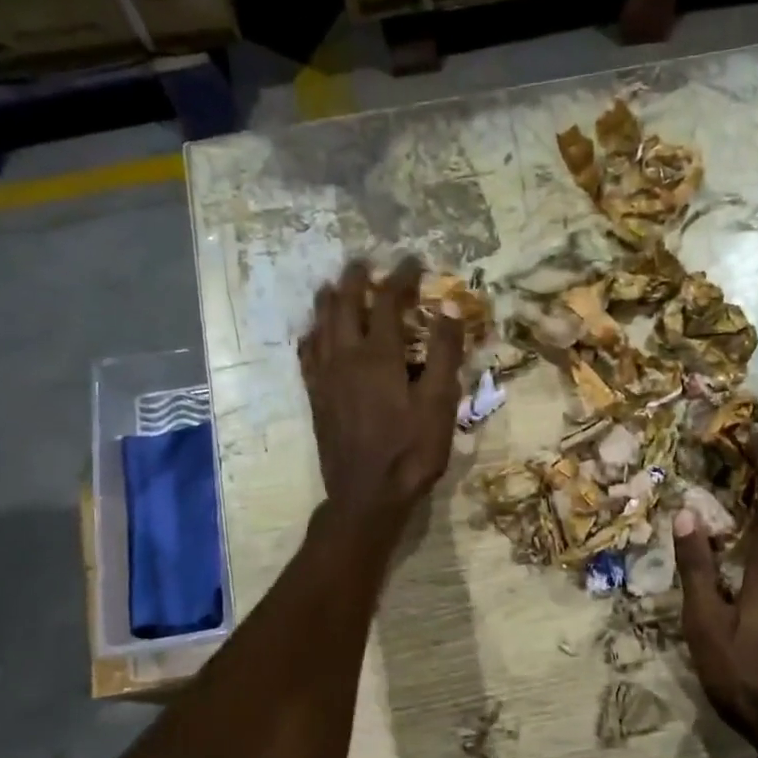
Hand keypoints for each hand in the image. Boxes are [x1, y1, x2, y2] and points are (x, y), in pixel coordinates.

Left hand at [299, 257, 464, 538]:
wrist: (367, 495)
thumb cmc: (411, 452)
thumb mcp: (439, 404)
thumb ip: (444, 353)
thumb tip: (450, 306)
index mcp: (379, 355)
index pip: (388, 302)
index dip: (401, 277)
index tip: (413, 261)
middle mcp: (346, 357)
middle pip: (345, 305)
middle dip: (355, 279)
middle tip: (363, 263)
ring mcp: (326, 377)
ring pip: (320, 326)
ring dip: (328, 301)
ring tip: (332, 286)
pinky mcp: (316, 398)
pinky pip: (307, 355)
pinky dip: (312, 335)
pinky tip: (313, 333)